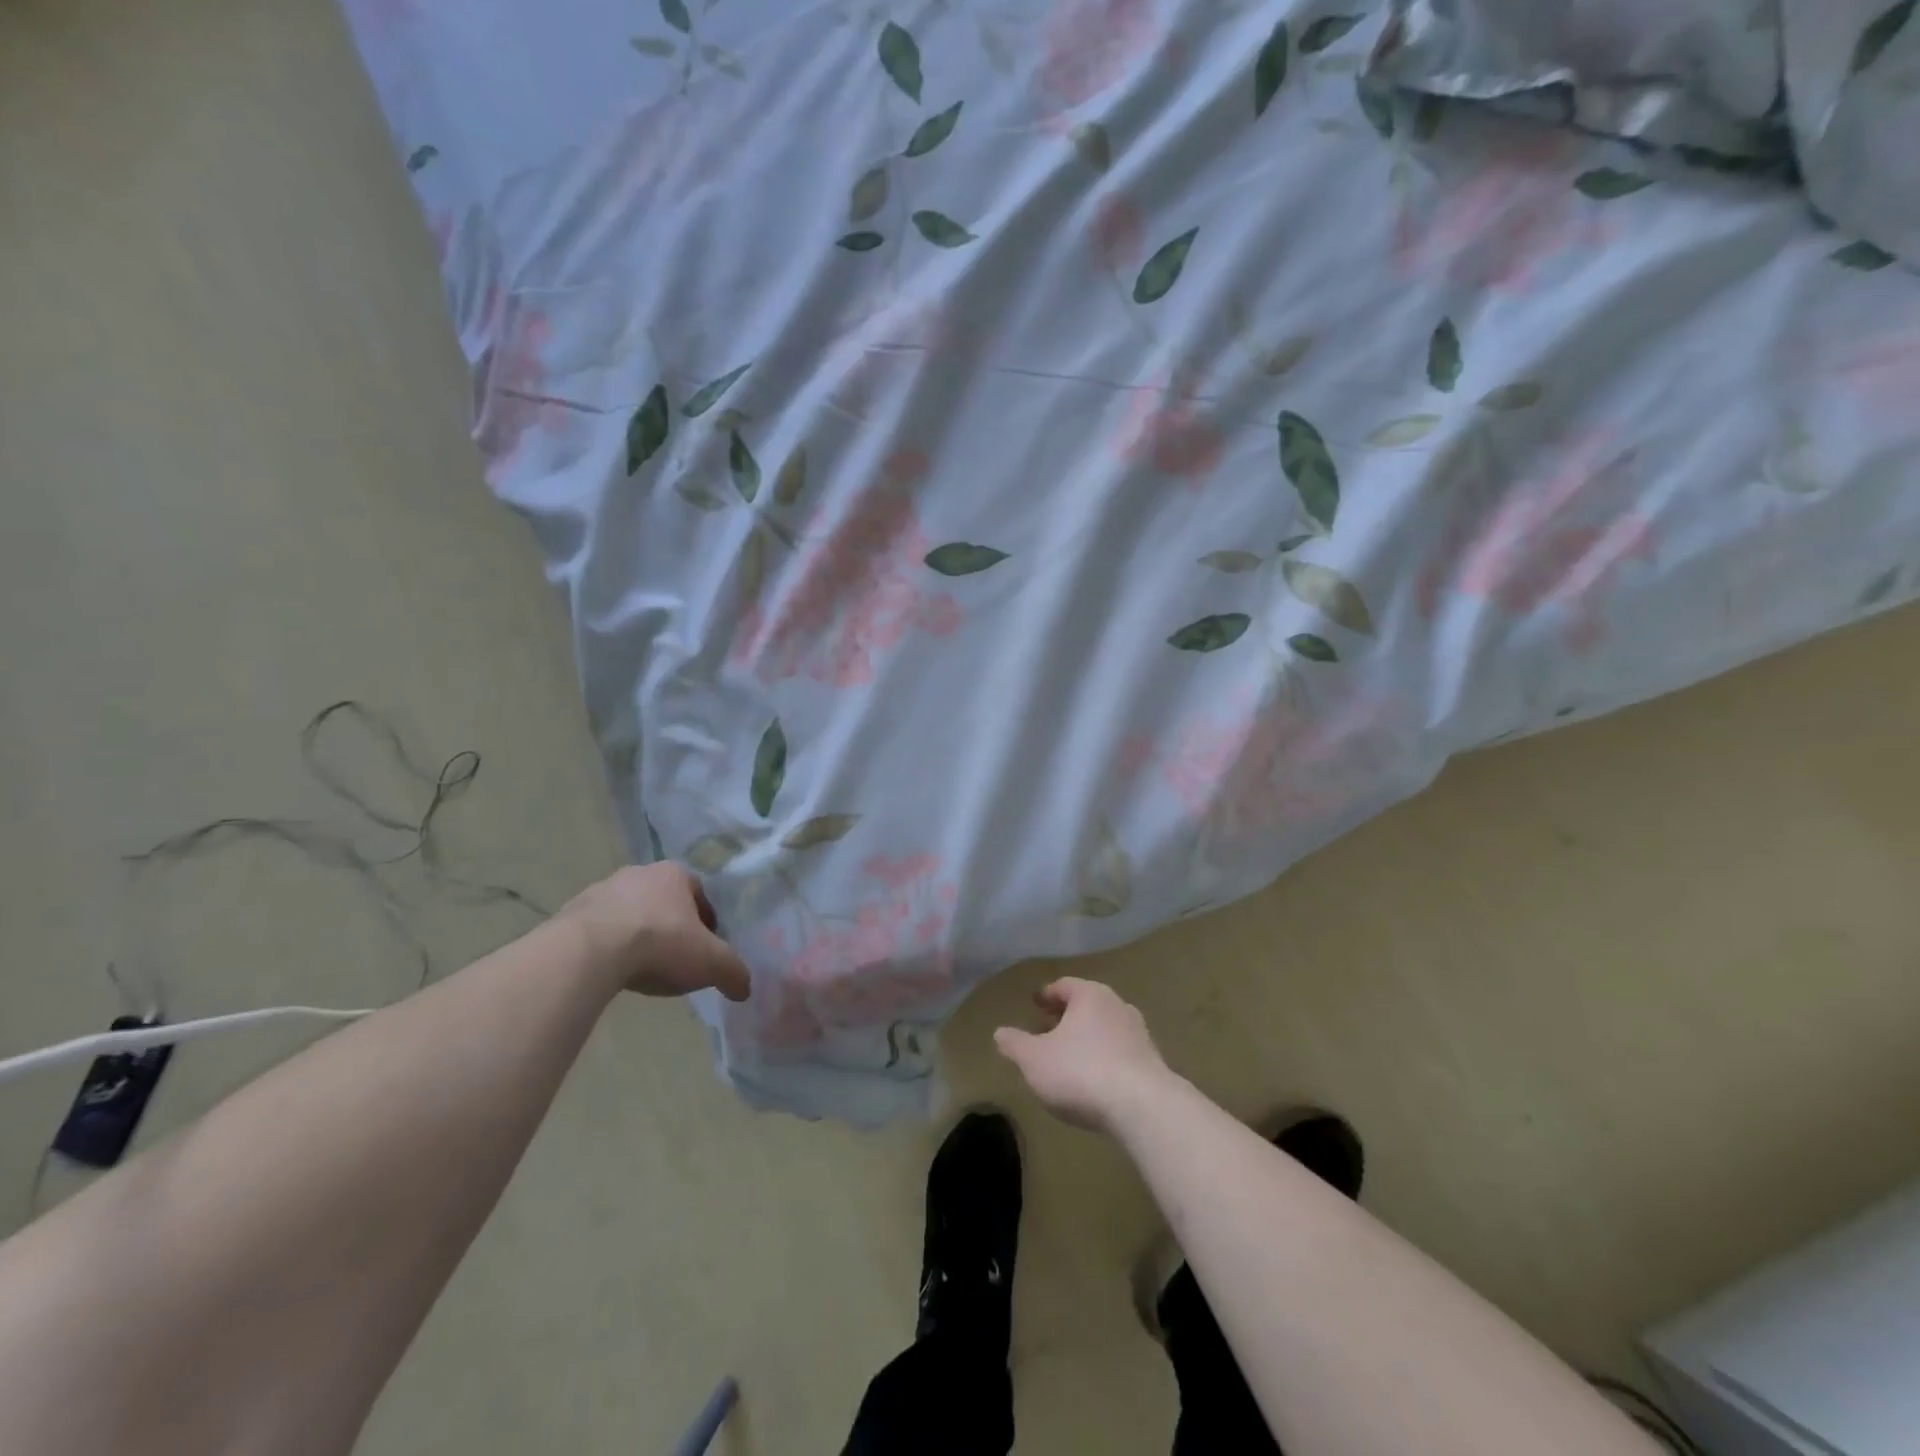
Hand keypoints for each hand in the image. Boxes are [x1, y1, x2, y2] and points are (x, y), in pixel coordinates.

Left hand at [557, 863, 751, 1000]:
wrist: (589, 953)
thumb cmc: (661, 944)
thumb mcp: (711, 962)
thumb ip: (734, 972)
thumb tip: (745, 988)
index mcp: (676, 874)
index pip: (700, 893)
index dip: (707, 922)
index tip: (706, 949)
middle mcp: (639, 873)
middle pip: (664, 901)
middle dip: (671, 927)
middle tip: (675, 959)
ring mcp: (601, 890)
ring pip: (630, 913)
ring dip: (637, 935)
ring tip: (641, 969)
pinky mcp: (571, 912)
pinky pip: (599, 930)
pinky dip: (607, 947)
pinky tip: (611, 971)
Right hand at [994, 978, 1175, 1132]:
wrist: (1142, 1107)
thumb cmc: (1080, 1072)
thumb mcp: (1034, 1060)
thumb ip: (1015, 1044)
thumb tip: (1000, 1032)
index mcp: (1090, 995)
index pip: (1064, 985)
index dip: (1047, 995)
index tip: (1036, 1003)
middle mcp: (1117, 1006)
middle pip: (1087, 1005)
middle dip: (1067, 1016)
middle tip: (1049, 1028)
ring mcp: (1140, 1034)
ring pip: (1106, 1028)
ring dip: (1088, 1038)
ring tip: (1071, 1056)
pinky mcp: (1153, 1063)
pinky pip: (1121, 1053)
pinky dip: (1105, 1058)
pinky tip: (1095, 1079)